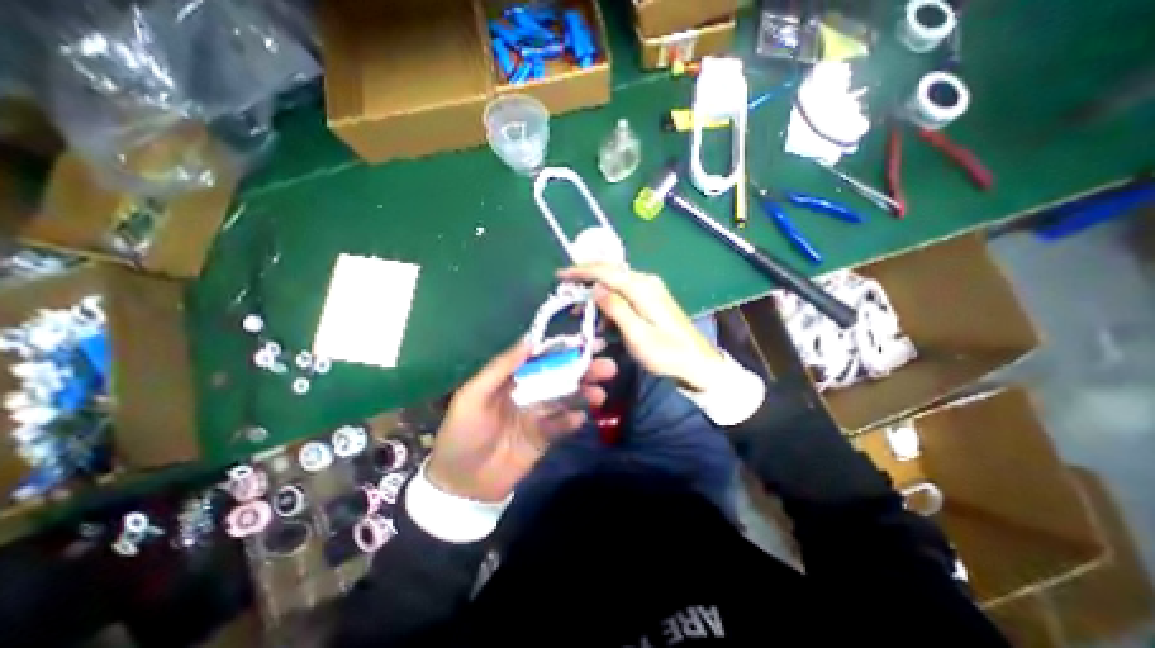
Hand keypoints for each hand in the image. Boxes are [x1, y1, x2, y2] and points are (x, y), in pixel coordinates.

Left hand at [427, 339, 622, 501]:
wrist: (461, 484)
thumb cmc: (463, 433)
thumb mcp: (474, 395)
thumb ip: (501, 367)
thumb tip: (530, 339)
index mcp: (512, 377)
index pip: (543, 357)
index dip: (565, 348)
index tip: (589, 342)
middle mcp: (529, 391)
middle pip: (560, 376)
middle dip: (584, 369)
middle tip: (608, 367)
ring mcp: (538, 414)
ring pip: (566, 398)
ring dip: (585, 394)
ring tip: (600, 394)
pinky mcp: (545, 437)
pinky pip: (563, 425)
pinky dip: (573, 421)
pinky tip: (580, 419)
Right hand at [557, 259, 719, 392]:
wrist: (697, 362)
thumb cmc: (666, 353)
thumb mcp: (637, 335)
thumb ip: (616, 309)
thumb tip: (595, 288)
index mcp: (641, 288)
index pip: (605, 271)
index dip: (580, 271)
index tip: (559, 276)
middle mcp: (645, 281)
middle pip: (609, 272)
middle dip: (585, 281)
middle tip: (566, 293)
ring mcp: (650, 289)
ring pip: (614, 284)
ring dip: (596, 296)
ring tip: (580, 314)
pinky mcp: (651, 298)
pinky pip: (623, 294)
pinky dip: (608, 304)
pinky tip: (602, 321)